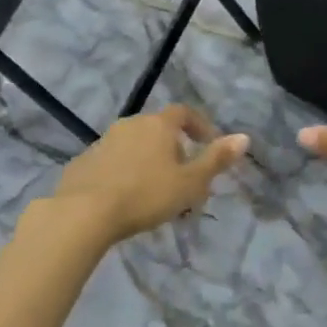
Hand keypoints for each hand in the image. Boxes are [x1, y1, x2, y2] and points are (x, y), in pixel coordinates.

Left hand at [51, 105, 248, 242]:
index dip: (199, 126)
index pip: (184, 113)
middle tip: (183, 175)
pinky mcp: (82, 162)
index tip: (208, 144)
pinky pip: (111, 162)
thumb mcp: (190, 182)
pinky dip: (122, 172)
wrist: (82, 213)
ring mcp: (103, 142)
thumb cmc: (145, 195)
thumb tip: (244, 137)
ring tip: (154, 190)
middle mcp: (130, 124)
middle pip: (158, 129)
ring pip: (133, 145)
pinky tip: (124, 198)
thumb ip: (216, 160)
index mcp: (158, 124)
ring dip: (146, 160)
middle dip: (173, 148)